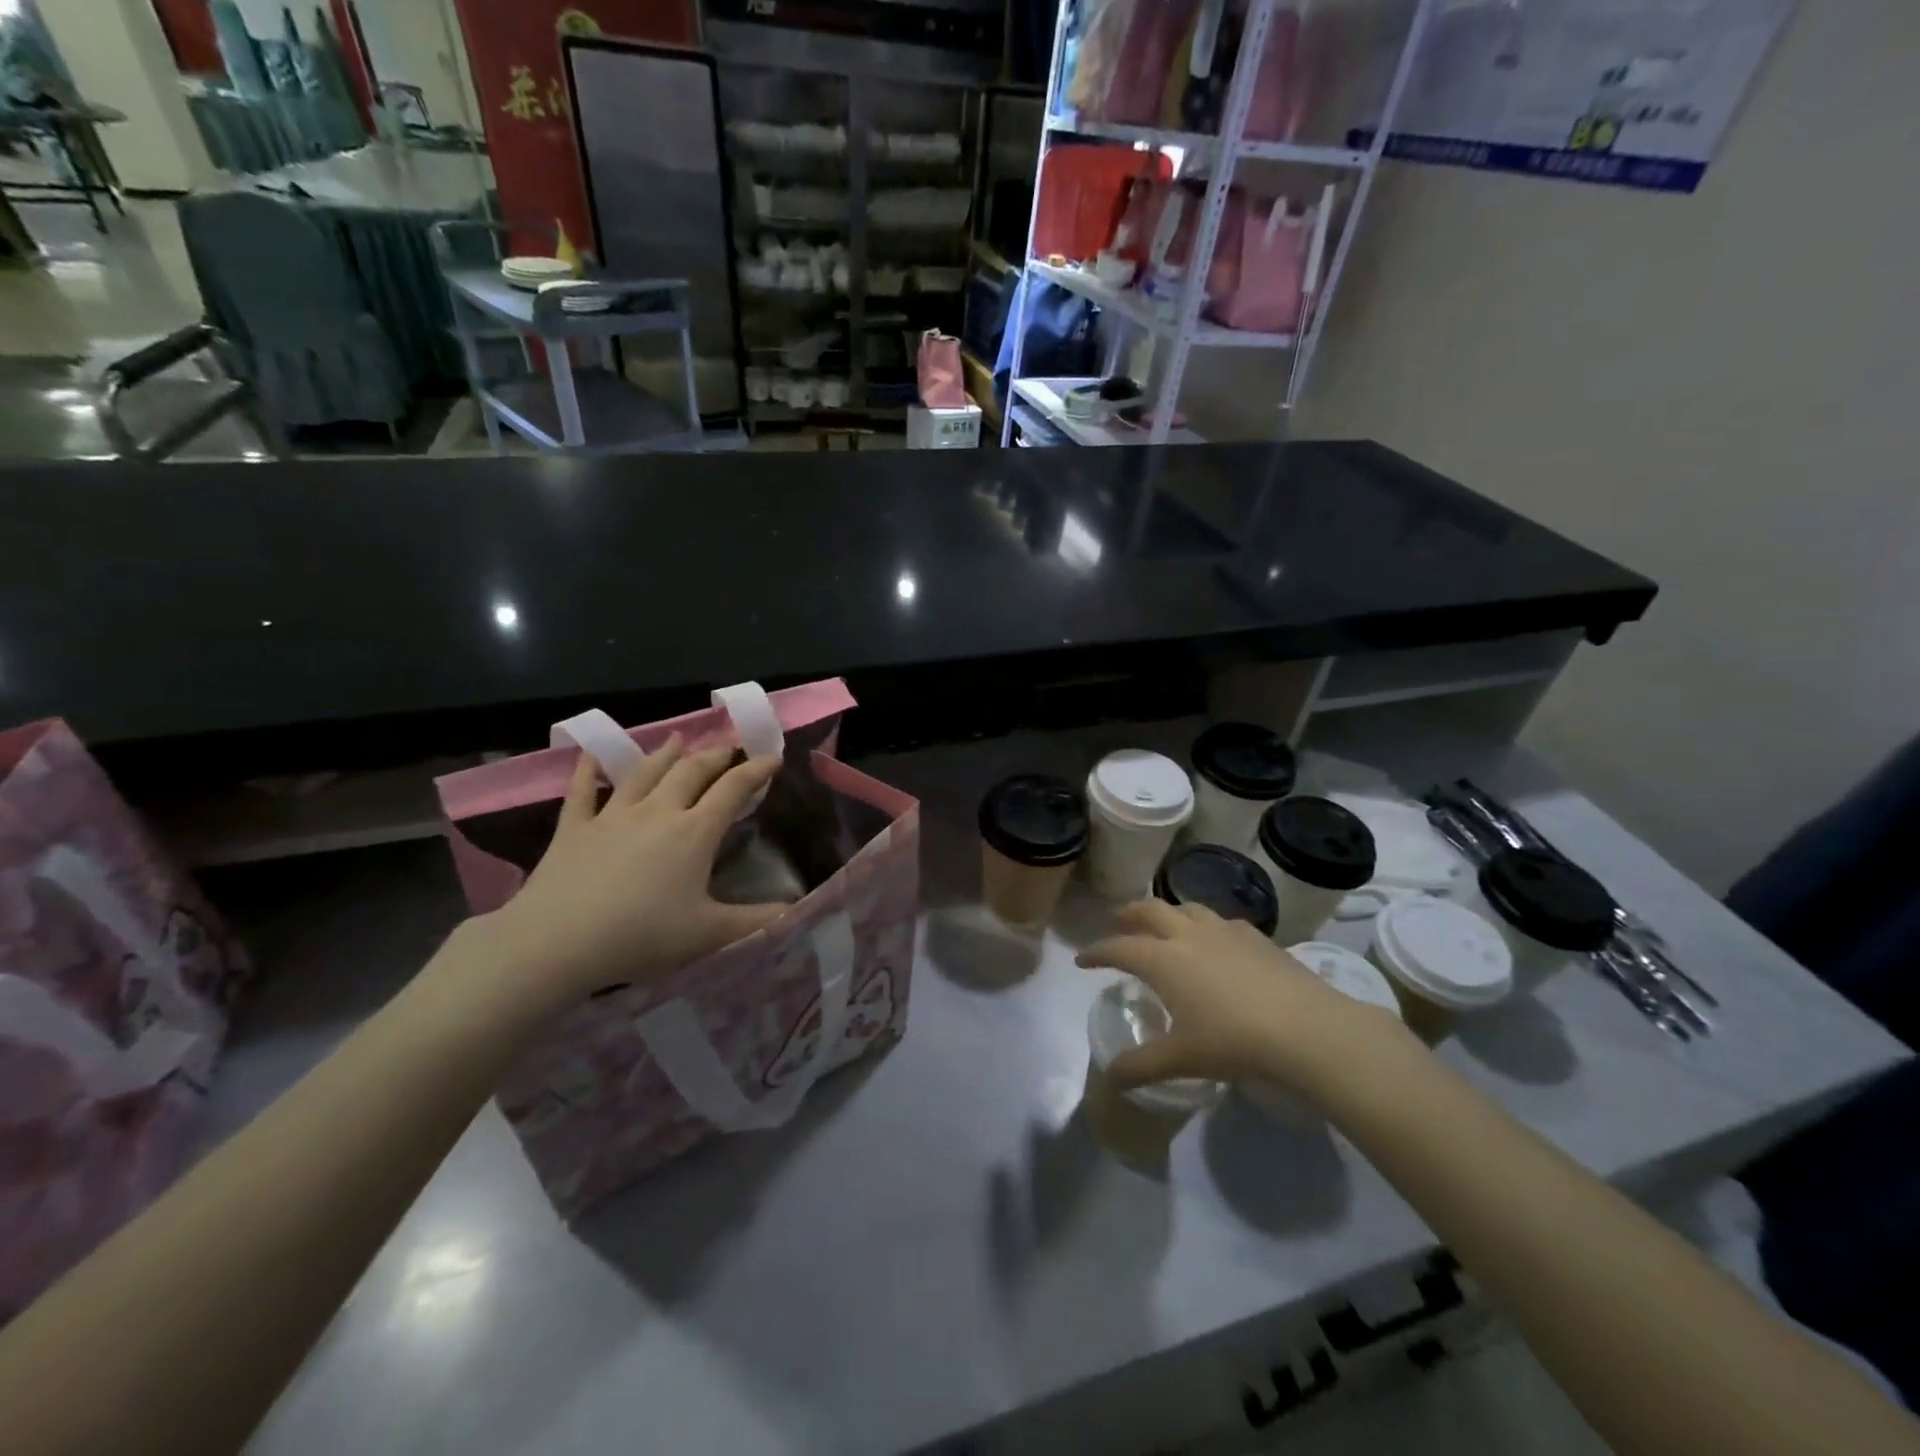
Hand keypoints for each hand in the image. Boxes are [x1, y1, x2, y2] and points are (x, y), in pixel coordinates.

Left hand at [460, 736, 791, 1016]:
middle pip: (690, 772)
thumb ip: (756, 922)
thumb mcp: (709, 935)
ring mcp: (612, 816)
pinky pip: (581, 791)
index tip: (772, 757)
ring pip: (643, 773)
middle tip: (728, 746)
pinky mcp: (573, 828)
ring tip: (677, 739)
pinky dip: (587, 770)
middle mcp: (657, 812)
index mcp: (694, 832)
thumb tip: (796, 911)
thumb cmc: (641, 935)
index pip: (733, 790)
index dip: (755, 770)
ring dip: (664, 754)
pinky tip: (590, 755)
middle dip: (714, 756)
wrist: (558, 942)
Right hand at [1076, 900, 1413, 1097]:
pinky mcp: (1257, 938)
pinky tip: (1217, 941)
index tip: (1082, 959)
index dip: (1097, 951)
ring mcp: (1225, 932)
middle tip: (1118, 921)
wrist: (1307, 1029)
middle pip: (1150, 910)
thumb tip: (1110, 1079)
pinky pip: (1223, 921)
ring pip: (1187, 908)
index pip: (1119, 948)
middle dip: (1129, 914)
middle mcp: (1188, 935)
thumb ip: (1142, 1066)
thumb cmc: (1233, 1041)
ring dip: (1169, 912)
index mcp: (1163, 960)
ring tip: (1166, 924)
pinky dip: (1208, 926)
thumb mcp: (1181, 1058)